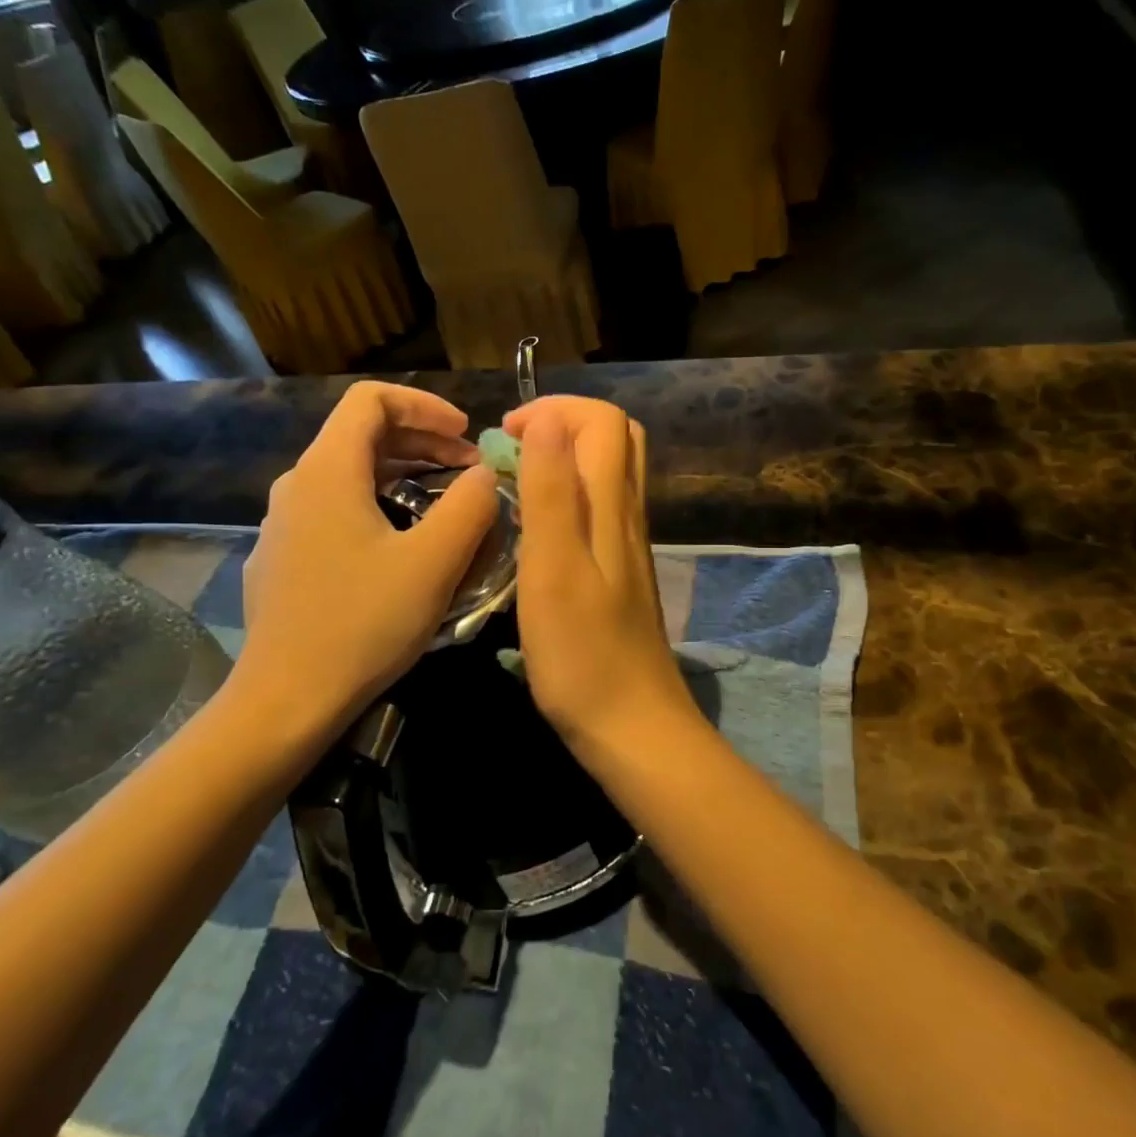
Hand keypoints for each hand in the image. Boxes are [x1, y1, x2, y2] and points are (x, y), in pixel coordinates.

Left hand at [233, 382, 498, 741]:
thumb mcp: (433, 563)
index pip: (370, 400)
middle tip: (469, 470)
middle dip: (422, 441)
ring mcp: (283, 524)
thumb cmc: (363, 624)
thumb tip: (487, 474)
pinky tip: (400, 545)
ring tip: (444, 503)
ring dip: (402, 475)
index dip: (424, 406)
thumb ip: (470, 506)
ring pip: (348, 474)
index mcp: (328, 471)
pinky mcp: (282, 558)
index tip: (465, 434)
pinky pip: (334, 509)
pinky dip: (376, 505)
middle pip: (360, 434)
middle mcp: (297, 485)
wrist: (286, 700)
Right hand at [506, 397, 696, 767]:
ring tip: (514, 481)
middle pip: (615, 439)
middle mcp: (627, 516)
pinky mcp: (619, 574)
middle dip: (562, 425)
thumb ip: (552, 491)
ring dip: (563, 459)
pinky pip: (599, 511)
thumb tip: (548, 420)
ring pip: (608, 475)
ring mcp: (627, 546)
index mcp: (612, 507)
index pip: (604, 421)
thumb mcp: (553, 568)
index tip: (504, 436)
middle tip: (512, 449)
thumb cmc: (582, 654)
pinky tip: (534, 530)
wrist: (631, 726)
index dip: (555, 410)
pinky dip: (566, 496)